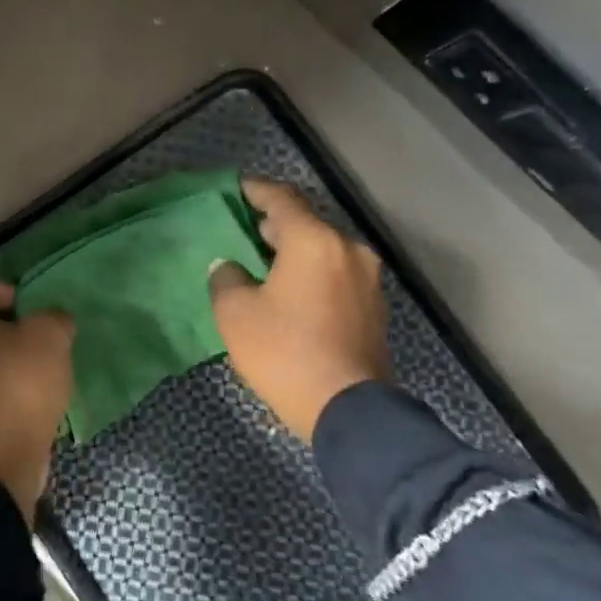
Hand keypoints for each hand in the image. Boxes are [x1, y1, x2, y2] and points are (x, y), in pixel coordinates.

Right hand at [209, 177, 388, 441]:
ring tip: (264, 262)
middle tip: (244, 230)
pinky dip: (312, 272)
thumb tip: (230, 267)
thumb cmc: (286, 352)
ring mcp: (367, 279)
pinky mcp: (374, 307)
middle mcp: (347, 249)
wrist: (350, 411)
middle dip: (274, 223)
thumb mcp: (236, 313)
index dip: (254, 190)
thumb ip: (226, 278)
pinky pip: (336, 274)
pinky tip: (290, 290)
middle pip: (306, 222)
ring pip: (323, 249)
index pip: (281, 199)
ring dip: (295, 250)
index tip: (235, 189)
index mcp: (314, 240)